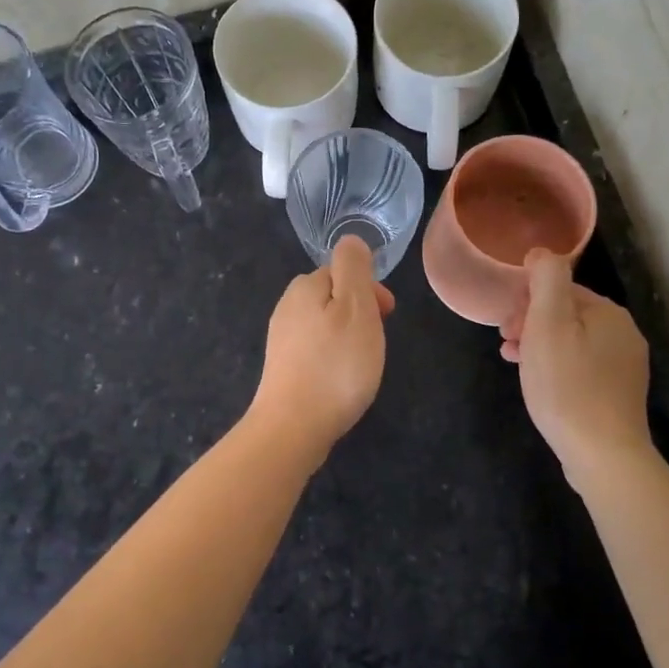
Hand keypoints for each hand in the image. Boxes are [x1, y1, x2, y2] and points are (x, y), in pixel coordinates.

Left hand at [249, 236, 395, 454]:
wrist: (293, 427)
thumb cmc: (335, 365)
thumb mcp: (355, 307)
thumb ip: (354, 268)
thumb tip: (350, 240)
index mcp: (304, 288)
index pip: (340, 271)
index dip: (368, 288)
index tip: (387, 314)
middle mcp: (287, 308)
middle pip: (331, 296)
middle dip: (358, 311)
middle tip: (376, 339)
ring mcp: (281, 340)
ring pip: (323, 323)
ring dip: (346, 334)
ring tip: (363, 361)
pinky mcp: (282, 368)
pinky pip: (314, 349)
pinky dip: (332, 356)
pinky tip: (341, 379)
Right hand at [501, 250, 652, 487]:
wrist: (602, 454)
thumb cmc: (567, 385)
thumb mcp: (548, 324)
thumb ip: (546, 280)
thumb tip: (542, 252)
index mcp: (609, 313)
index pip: (561, 290)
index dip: (527, 302)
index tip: (504, 325)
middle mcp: (624, 334)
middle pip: (567, 315)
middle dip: (531, 323)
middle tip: (506, 344)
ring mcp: (624, 367)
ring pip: (572, 343)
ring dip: (539, 346)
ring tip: (514, 363)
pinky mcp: (617, 395)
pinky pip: (580, 368)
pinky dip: (556, 368)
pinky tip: (540, 385)